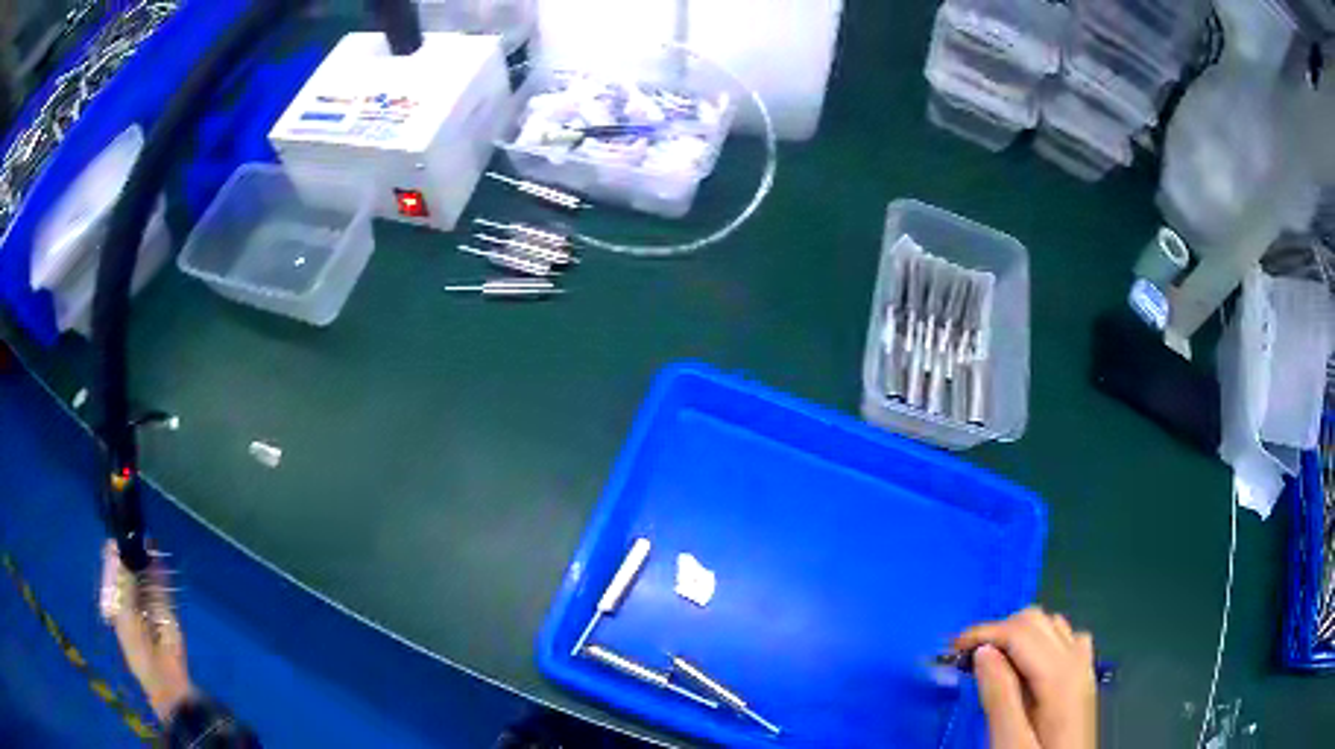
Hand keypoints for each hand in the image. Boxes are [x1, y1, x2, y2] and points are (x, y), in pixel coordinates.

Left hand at [100, 540, 192, 719]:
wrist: (164, 678)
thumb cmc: (138, 651)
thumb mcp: (125, 617)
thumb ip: (123, 586)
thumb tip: (119, 553)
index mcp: (119, 607)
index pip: (114, 577)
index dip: (114, 560)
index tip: (115, 542)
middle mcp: (133, 604)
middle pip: (131, 575)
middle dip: (132, 557)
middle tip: (132, 537)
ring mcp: (151, 609)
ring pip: (147, 579)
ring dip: (147, 562)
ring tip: (147, 541)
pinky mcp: (167, 613)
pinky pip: (163, 590)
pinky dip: (161, 575)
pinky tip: (158, 559)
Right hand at [953, 607, 1097, 748]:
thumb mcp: (1010, 743)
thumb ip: (999, 697)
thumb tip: (982, 652)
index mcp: (1060, 676)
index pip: (1021, 631)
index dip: (984, 633)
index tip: (951, 651)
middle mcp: (1077, 661)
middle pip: (1037, 620)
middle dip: (998, 631)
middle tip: (966, 661)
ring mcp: (1084, 668)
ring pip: (1051, 625)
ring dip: (1018, 634)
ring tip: (990, 665)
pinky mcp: (1083, 678)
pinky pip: (1064, 639)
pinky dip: (1040, 641)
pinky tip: (1026, 667)